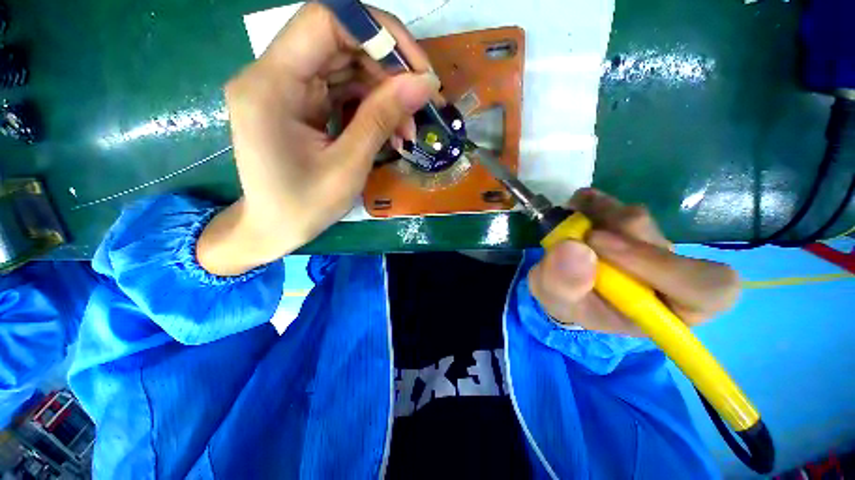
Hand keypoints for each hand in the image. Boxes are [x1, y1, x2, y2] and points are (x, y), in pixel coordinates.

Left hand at [198, 3, 440, 274]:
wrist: (272, 228)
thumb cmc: (303, 206)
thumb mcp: (348, 166)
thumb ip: (381, 119)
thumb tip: (423, 84)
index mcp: (271, 86)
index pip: (325, 21)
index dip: (378, 33)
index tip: (416, 69)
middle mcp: (273, 75)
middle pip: (340, 42)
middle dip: (388, 71)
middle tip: (420, 105)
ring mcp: (287, 88)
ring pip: (346, 67)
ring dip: (384, 94)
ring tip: (408, 130)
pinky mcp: (300, 103)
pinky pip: (342, 90)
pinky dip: (371, 107)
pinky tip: (391, 131)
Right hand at [528, 189, 739, 334]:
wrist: (563, 285)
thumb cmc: (570, 302)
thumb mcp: (558, 303)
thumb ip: (564, 285)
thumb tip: (575, 247)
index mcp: (668, 309)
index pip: (706, 289)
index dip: (662, 266)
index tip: (600, 247)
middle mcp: (669, 273)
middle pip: (662, 243)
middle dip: (615, 235)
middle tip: (578, 233)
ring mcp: (649, 244)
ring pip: (637, 218)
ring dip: (599, 215)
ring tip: (570, 222)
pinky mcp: (629, 223)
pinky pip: (618, 204)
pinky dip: (593, 202)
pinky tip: (576, 208)